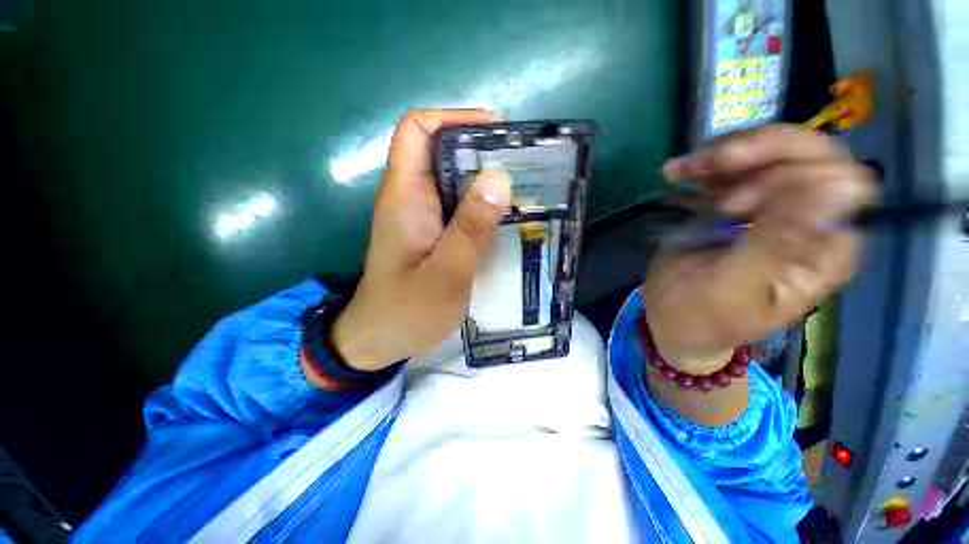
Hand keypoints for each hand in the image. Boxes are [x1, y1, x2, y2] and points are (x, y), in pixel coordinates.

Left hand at [330, 110, 511, 370]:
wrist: (381, 340)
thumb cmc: (406, 312)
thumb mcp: (445, 273)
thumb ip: (470, 228)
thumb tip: (500, 177)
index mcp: (406, 197)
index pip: (418, 130)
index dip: (454, 119)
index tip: (497, 133)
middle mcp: (412, 198)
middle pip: (443, 152)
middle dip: (483, 151)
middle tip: (524, 165)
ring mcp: (424, 217)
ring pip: (456, 181)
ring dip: (487, 180)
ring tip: (526, 189)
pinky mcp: (434, 234)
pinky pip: (461, 208)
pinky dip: (484, 206)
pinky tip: (508, 218)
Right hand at [646, 125, 876, 373]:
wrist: (671, 321)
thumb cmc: (697, 315)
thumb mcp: (732, 287)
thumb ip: (780, 244)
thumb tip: (842, 186)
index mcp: (821, 251)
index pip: (841, 180)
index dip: (791, 170)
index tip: (729, 198)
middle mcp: (810, 223)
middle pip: (807, 156)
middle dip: (754, 152)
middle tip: (703, 168)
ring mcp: (775, 211)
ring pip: (772, 153)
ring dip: (725, 154)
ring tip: (683, 170)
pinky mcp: (742, 207)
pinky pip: (738, 167)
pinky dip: (708, 163)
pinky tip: (680, 172)